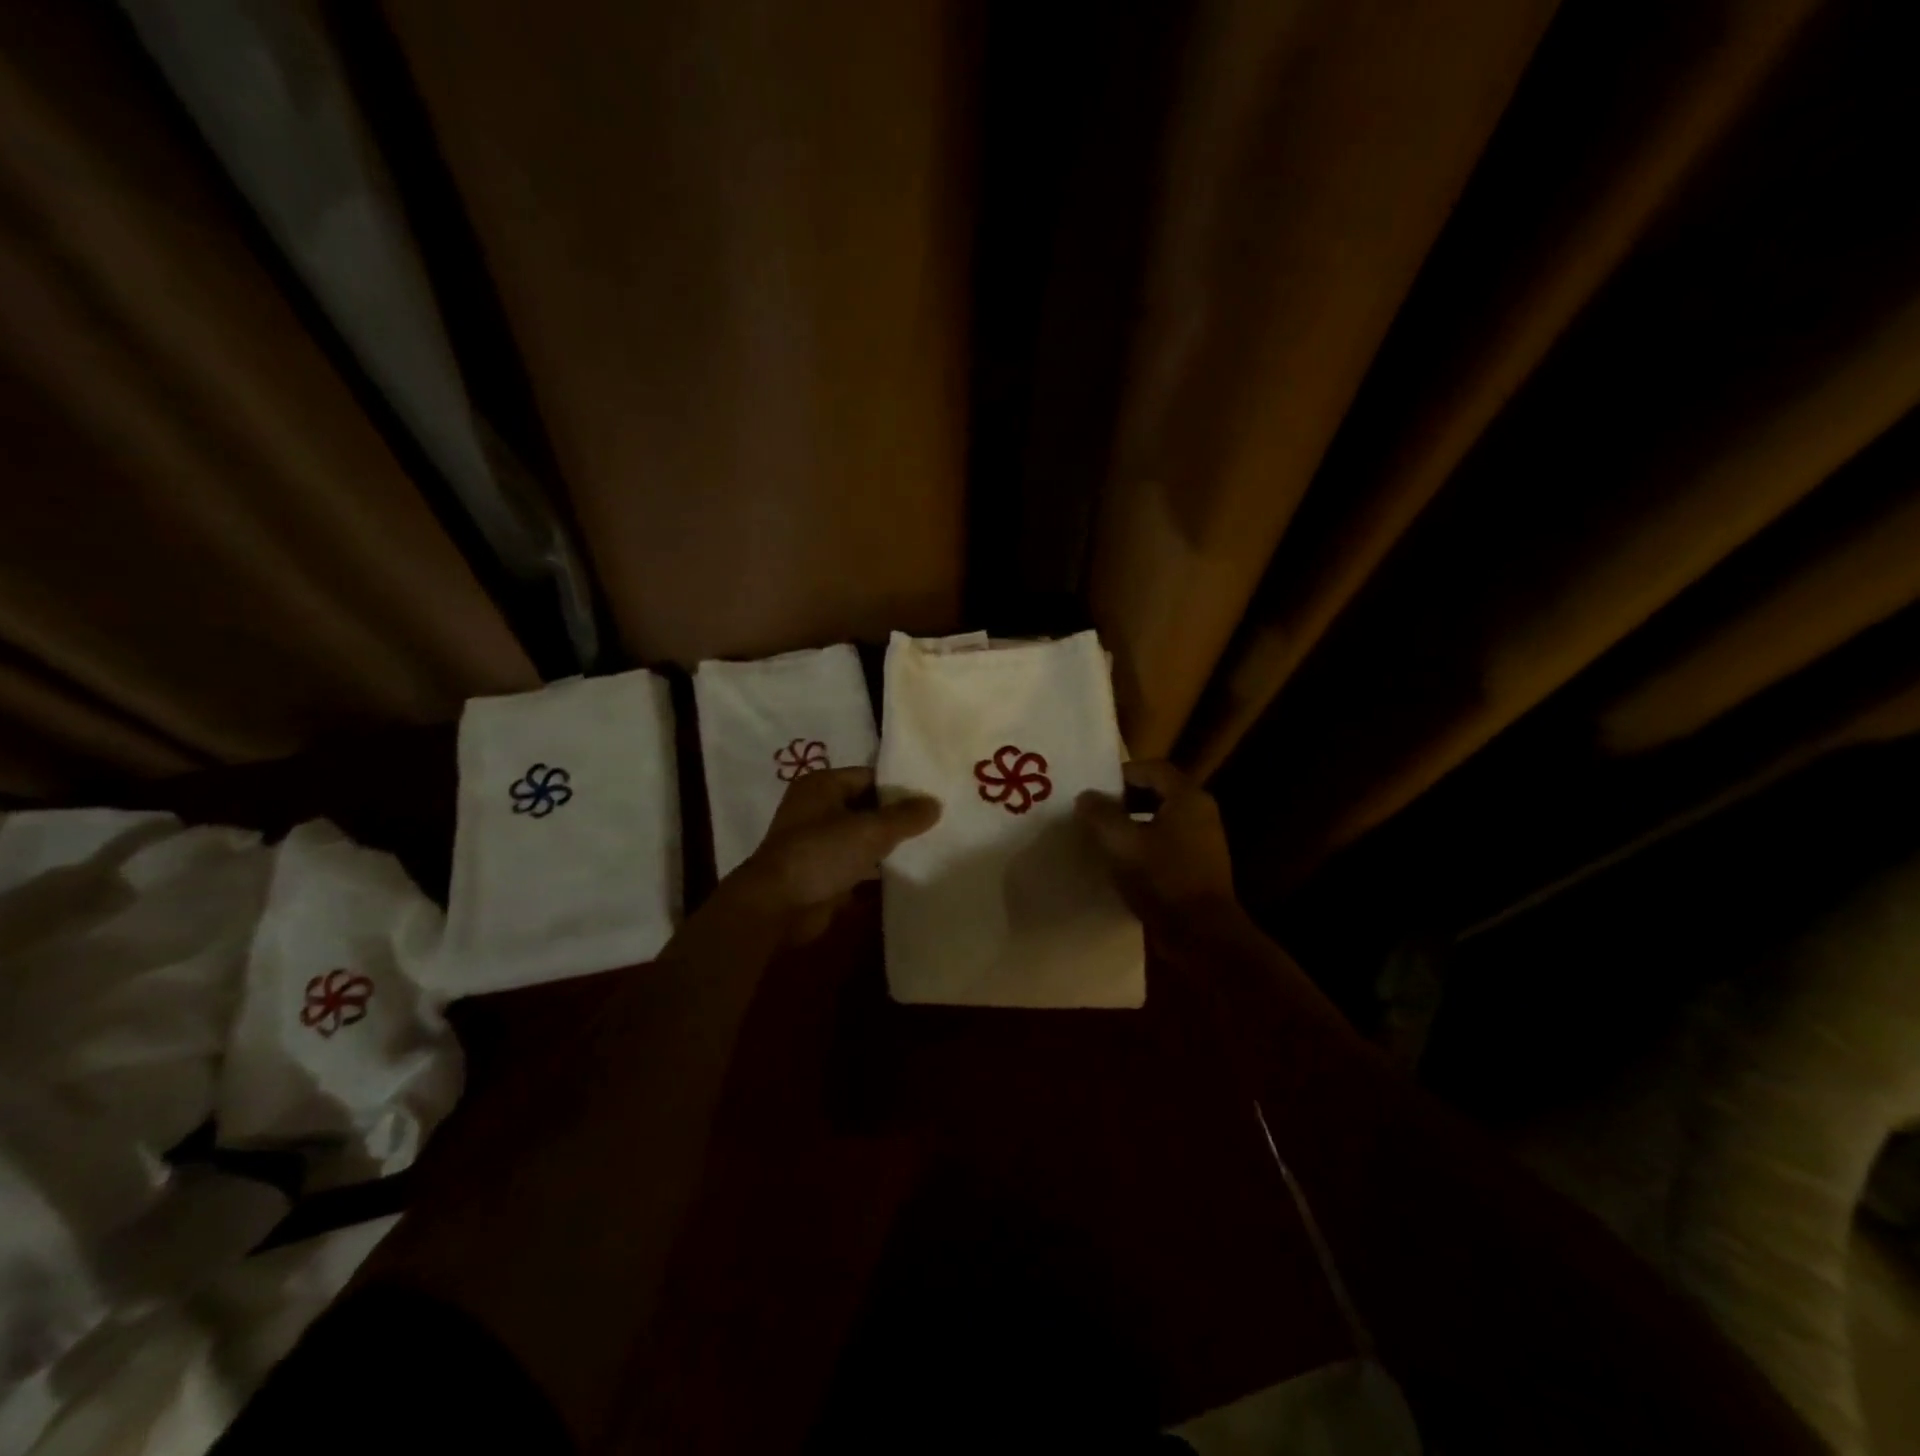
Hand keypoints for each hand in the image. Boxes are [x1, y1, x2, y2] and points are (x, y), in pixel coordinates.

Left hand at [729, 766, 940, 940]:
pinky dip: (876, 870)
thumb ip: (905, 816)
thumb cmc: (821, 854)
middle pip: (866, 806)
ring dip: (887, 845)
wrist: (777, 907)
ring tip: (928, 847)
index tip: (932, 798)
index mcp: (822, 785)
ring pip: (861, 838)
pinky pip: (855, 865)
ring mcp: (817, 843)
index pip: (870, 776)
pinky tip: (905, 874)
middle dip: (897, 817)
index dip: (900, 787)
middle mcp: (817, 809)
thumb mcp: (870, 830)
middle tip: (935, 824)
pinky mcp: (820, 873)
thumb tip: (935, 803)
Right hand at [1074, 759, 1239, 931]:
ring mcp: (1204, 841)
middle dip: (1124, 798)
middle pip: (1158, 791)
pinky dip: (1145, 843)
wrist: (1202, 935)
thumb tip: (1086, 797)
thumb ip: (1100, 814)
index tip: (1095, 791)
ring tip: (1104, 837)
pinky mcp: (1200, 866)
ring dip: (1133, 822)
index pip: (1152, 769)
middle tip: (1096, 812)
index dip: (1121, 774)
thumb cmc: (1162, 879)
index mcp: (1187, 798)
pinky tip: (1124, 862)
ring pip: (1162, 818)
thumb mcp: (1122, 843)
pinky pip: (1168, 842)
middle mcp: (1201, 812)